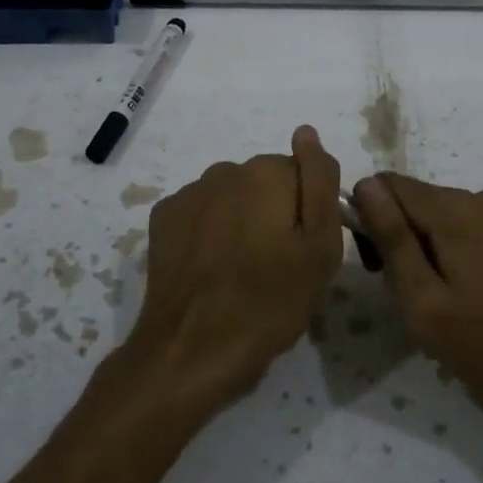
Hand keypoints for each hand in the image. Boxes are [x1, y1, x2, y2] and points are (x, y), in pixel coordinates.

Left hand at [117, 127, 343, 419]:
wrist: (193, 349)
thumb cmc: (270, 302)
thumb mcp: (320, 247)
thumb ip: (319, 181)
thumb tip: (307, 132)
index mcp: (266, 172)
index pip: (304, 174)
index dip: (310, 212)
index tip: (306, 250)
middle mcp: (224, 170)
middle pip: (265, 183)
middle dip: (274, 213)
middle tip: (278, 266)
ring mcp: (188, 194)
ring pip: (232, 198)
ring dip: (241, 221)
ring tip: (242, 271)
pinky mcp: (162, 220)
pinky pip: (201, 214)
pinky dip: (210, 232)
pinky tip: (211, 269)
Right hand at [353, 173, 482, 438]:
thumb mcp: (427, 305)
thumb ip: (393, 241)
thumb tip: (364, 186)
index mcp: (455, 209)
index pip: (386, 185)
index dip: (370, 221)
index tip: (380, 269)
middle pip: (419, 203)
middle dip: (404, 241)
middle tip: (417, 302)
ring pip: (449, 221)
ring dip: (435, 253)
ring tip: (453, 310)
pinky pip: (479, 233)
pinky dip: (465, 258)